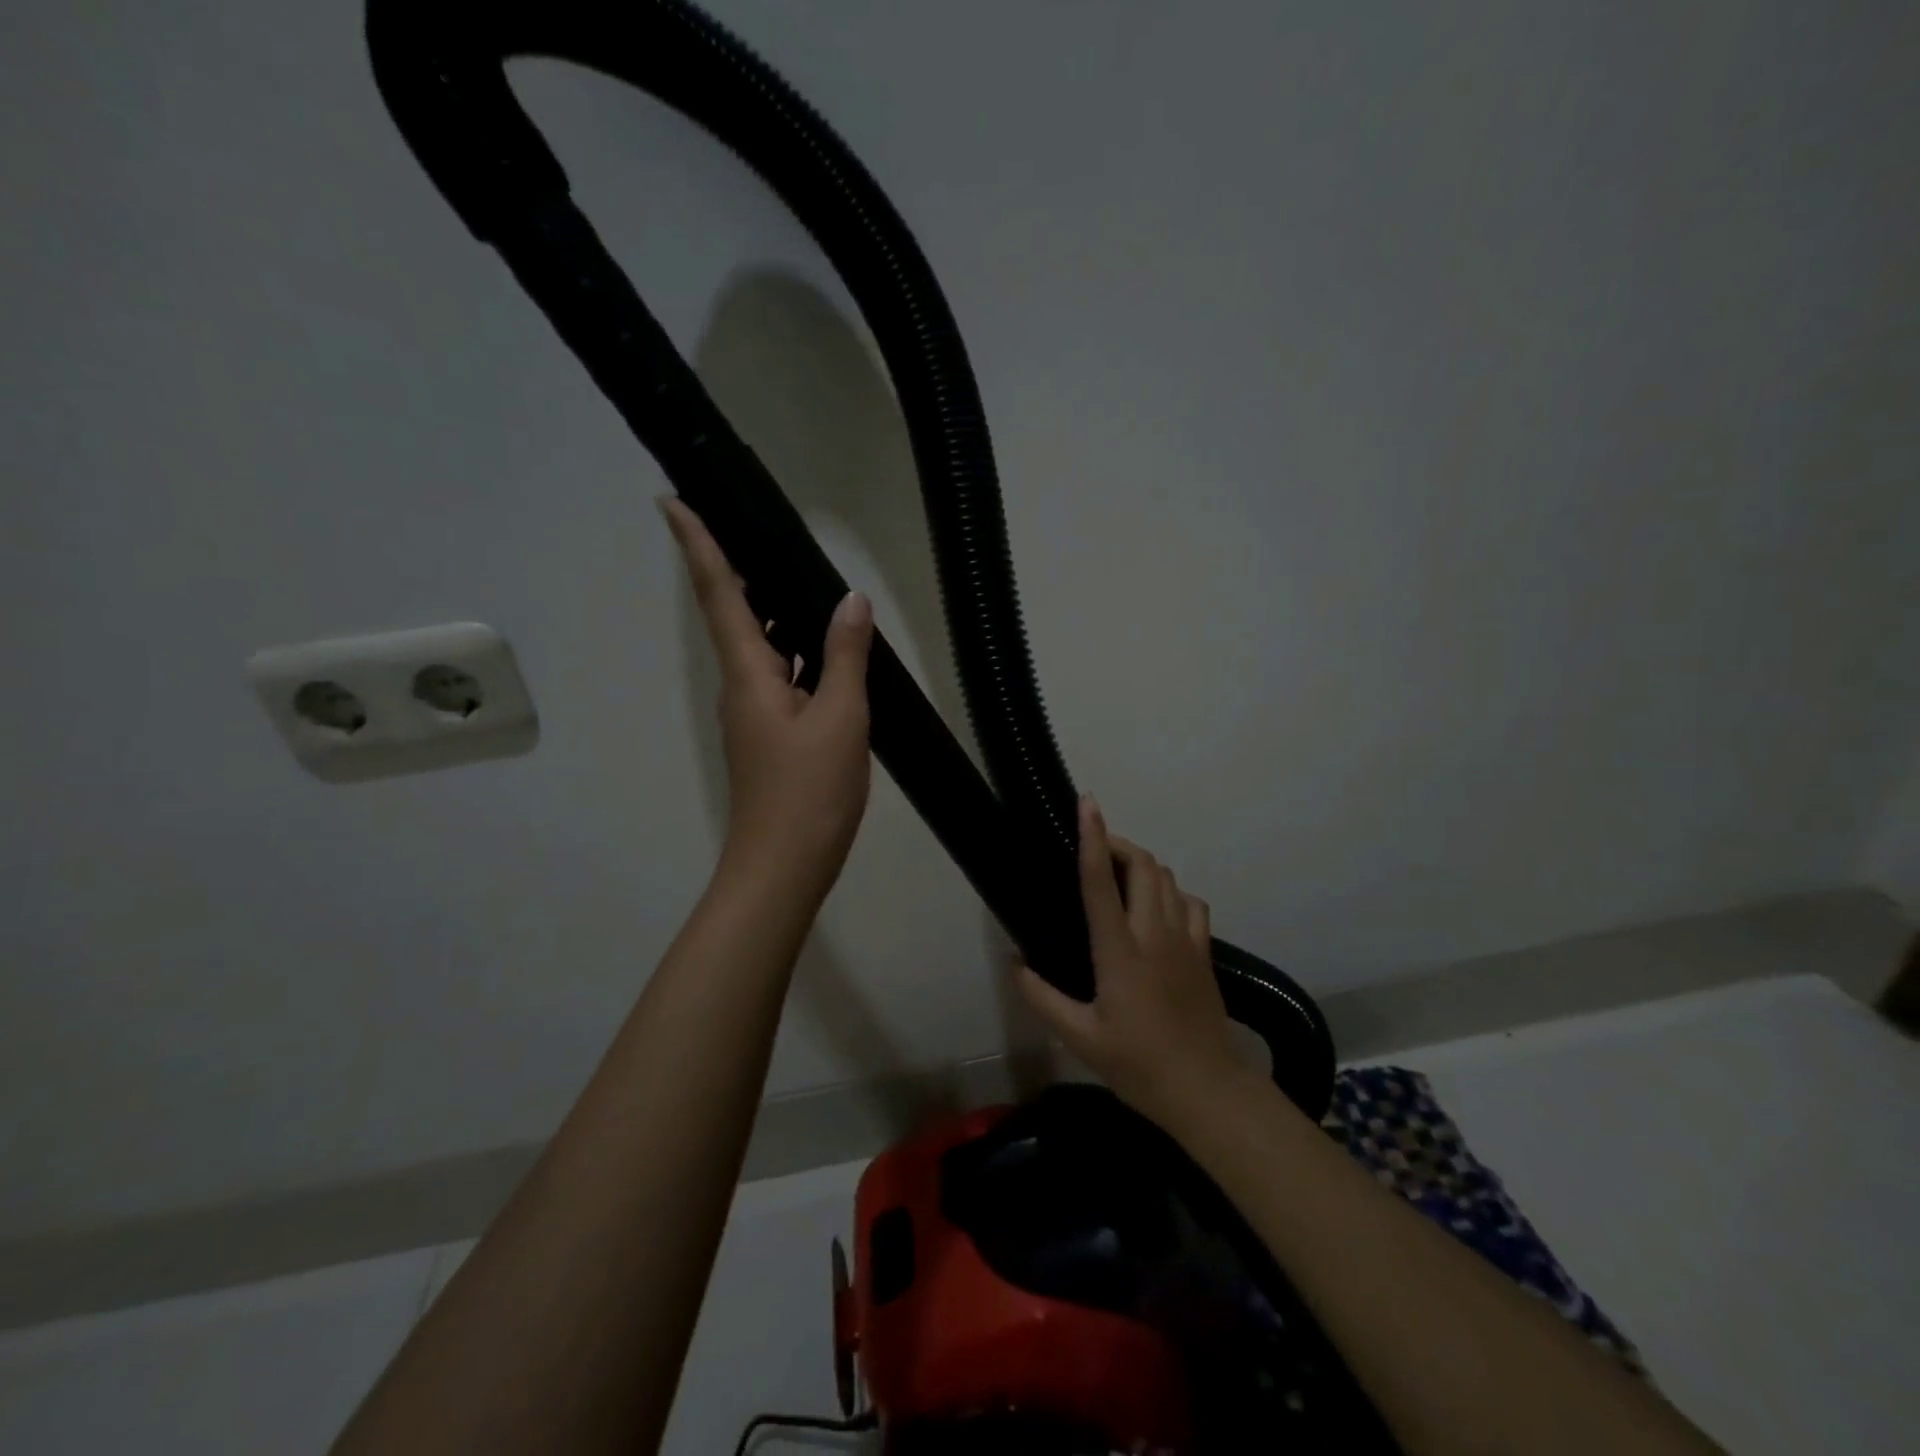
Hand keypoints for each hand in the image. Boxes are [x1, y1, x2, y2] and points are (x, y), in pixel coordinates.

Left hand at [662, 498, 873, 899]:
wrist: (785, 865)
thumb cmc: (809, 790)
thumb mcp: (841, 717)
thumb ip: (845, 655)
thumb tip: (850, 599)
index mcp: (750, 674)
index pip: (721, 595)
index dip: (699, 546)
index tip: (672, 501)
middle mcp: (742, 687)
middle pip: (734, 615)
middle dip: (737, 569)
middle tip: (755, 527)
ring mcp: (754, 714)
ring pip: (759, 647)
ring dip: (772, 610)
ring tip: (800, 577)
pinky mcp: (770, 736)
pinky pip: (778, 676)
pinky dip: (795, 651)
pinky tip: (824, 649)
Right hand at [1018, 796, 1250, 1122]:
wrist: (1207, 1090)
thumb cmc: (1138, 1065)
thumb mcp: (1081, 1038)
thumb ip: (1043, 999)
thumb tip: (1015, 964)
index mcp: (1120, 951)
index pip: (1102, 882)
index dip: (1093, 838)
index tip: (1087, 804)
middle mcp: (1154, 934)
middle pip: (1144, 866)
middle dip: (1120, 844)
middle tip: (1096, 850)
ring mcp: (1185, 940)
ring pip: (1169, 878)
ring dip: (1144, 865)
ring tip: (1122, 876)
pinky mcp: (1204, 951)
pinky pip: (1191, 902)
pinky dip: (1172, 892)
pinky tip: (1158, 908)